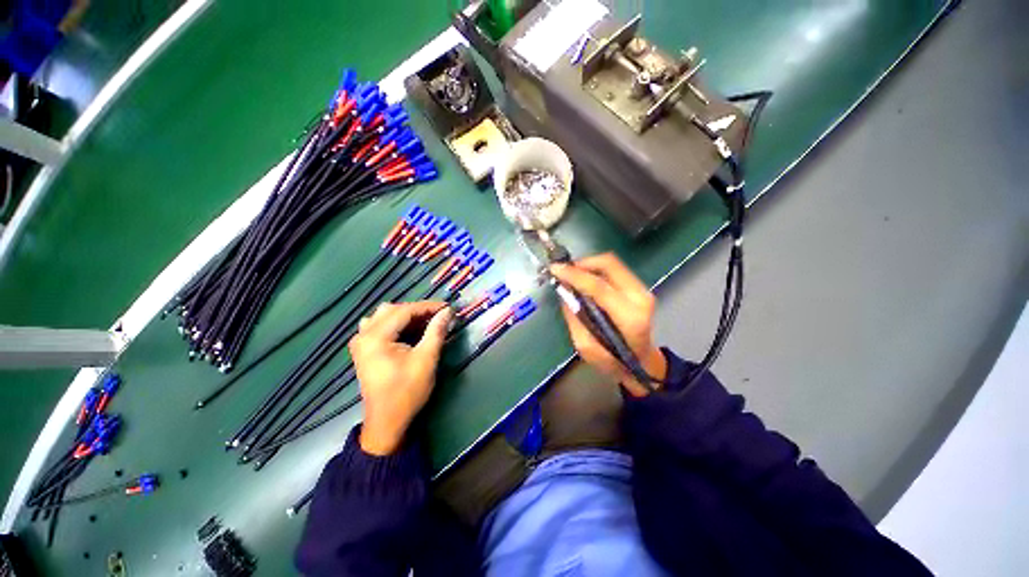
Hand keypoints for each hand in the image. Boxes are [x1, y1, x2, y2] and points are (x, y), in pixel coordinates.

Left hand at [349, 301, 451, 454]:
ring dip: (407, 316)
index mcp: (376, 337)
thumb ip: (436, 331)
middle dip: (418, 311)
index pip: (405, 311)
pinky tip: (408, 332)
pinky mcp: (363, 348)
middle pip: (393, 310)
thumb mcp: (426, 360)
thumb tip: (448, 312)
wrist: (387, 421)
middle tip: (439, 316)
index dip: (428, 307)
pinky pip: (379, 325)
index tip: (447, 307)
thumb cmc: (407, 391)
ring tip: (425, 323)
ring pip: (385, 315)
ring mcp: (360, 341)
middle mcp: (363, 335)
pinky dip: (396, 324)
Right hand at [550, 253, 666, 396]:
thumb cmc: (614, 362)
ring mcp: (643, 290)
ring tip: (571, 274)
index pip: (599, 287)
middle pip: (609, 264)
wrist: (642, 363)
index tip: (555, 269)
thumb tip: (564, 291)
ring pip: (612, 263)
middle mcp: (640, 298)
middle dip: (582, 263)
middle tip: (564, 270)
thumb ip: (574, 318)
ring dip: (588, 264)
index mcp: (629, 317)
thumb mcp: (587, 348)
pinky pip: (614, 269)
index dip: (574, 275)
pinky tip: (584, 279)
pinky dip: (596, 269)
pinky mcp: (640, 287)